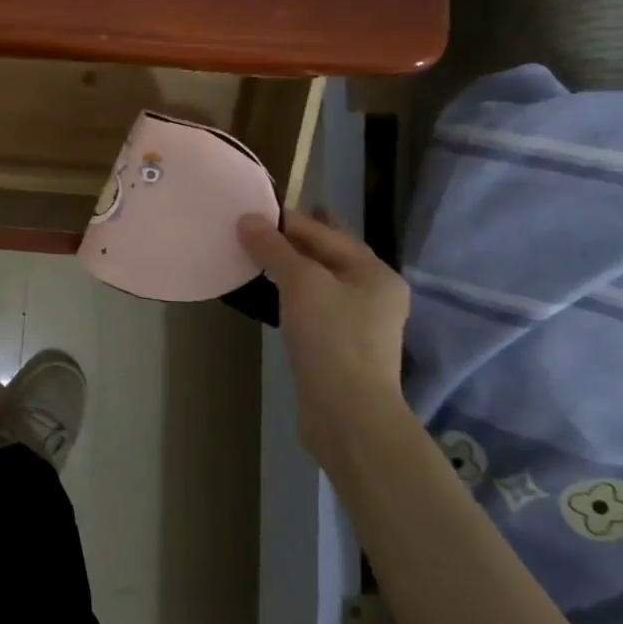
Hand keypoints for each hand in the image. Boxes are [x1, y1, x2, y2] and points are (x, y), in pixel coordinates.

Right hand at [237, 208, 410, 465]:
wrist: (348, 414)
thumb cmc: (331, 337)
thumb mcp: (301, 283)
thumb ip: (274, 248)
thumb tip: (248, 219)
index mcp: (374, 271)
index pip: (325, 232)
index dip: (288, 219)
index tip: (252, 209)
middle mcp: (374, 292)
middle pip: (329, 254)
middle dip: (296, 239)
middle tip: (259, 224)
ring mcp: (361, 323)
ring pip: (321, 282)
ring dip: (292, 267)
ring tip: (258, 256)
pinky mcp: (342, 347)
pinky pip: (315, 306)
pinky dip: (294, 294)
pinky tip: (272, 295)